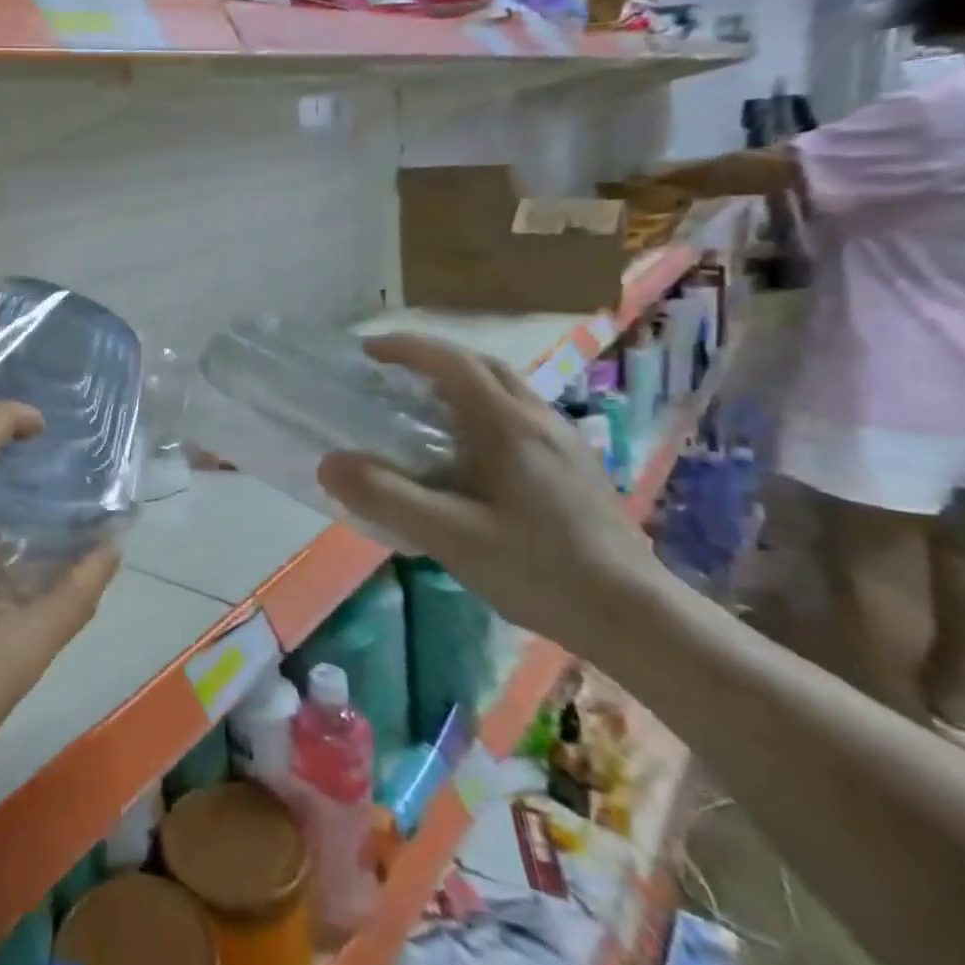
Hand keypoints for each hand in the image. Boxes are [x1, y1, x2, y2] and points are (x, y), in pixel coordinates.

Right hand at [316, 335, 664, 657]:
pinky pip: (518, 416)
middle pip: (482, 366)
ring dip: (459, 383)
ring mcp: (564, 442)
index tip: (365, 351)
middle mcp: (539, 419)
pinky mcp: (574, 467)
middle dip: (432, 358)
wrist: (635, 616)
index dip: (406, 348)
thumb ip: (386, 497)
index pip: (451, 362)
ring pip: (505, 390)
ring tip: (421, 407)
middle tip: (389, 374)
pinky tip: (467, 452)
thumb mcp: (450, 537)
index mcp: (508, 424)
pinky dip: (481, 410)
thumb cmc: (539, 570)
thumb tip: (329, 463)